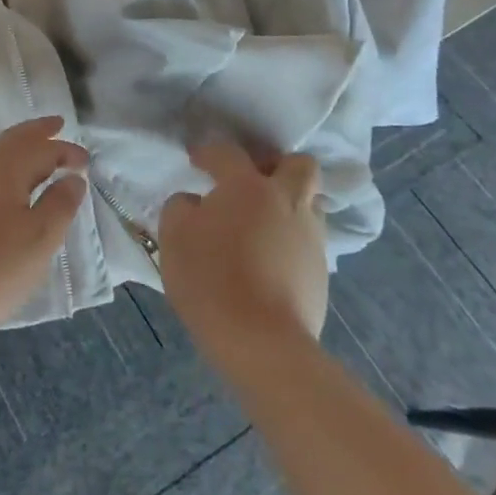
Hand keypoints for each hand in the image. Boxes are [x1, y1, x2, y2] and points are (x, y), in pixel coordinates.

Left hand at [0, 117, 87, 348]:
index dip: (65, 150)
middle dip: (36, 133)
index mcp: (4, 170)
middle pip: (11, 141)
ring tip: (35, 158)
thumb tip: (72, 177)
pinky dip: (1, 172)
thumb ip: (59, 205)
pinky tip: (3, 192)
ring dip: (17, 151)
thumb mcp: (37, 240)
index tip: (86, 159)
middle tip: (56, 125)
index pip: (40, 148)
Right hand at [160, 144, 328, 369]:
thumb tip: (195, 202)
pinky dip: (290, 240)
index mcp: (248, 186)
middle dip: (276, 165)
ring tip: (261, 224)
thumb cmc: (211, 279)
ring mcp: (310, 237)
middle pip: (298, 164)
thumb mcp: (174, 236)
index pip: (228, 153)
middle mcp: (286, 201)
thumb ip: (181, 207)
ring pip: (309, 203)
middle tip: (251, 181)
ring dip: (287, 204)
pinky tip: (268, 259)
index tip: (196, 161)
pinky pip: (308, 240)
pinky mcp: (321, 272)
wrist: (262, 342)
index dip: (209, 152)